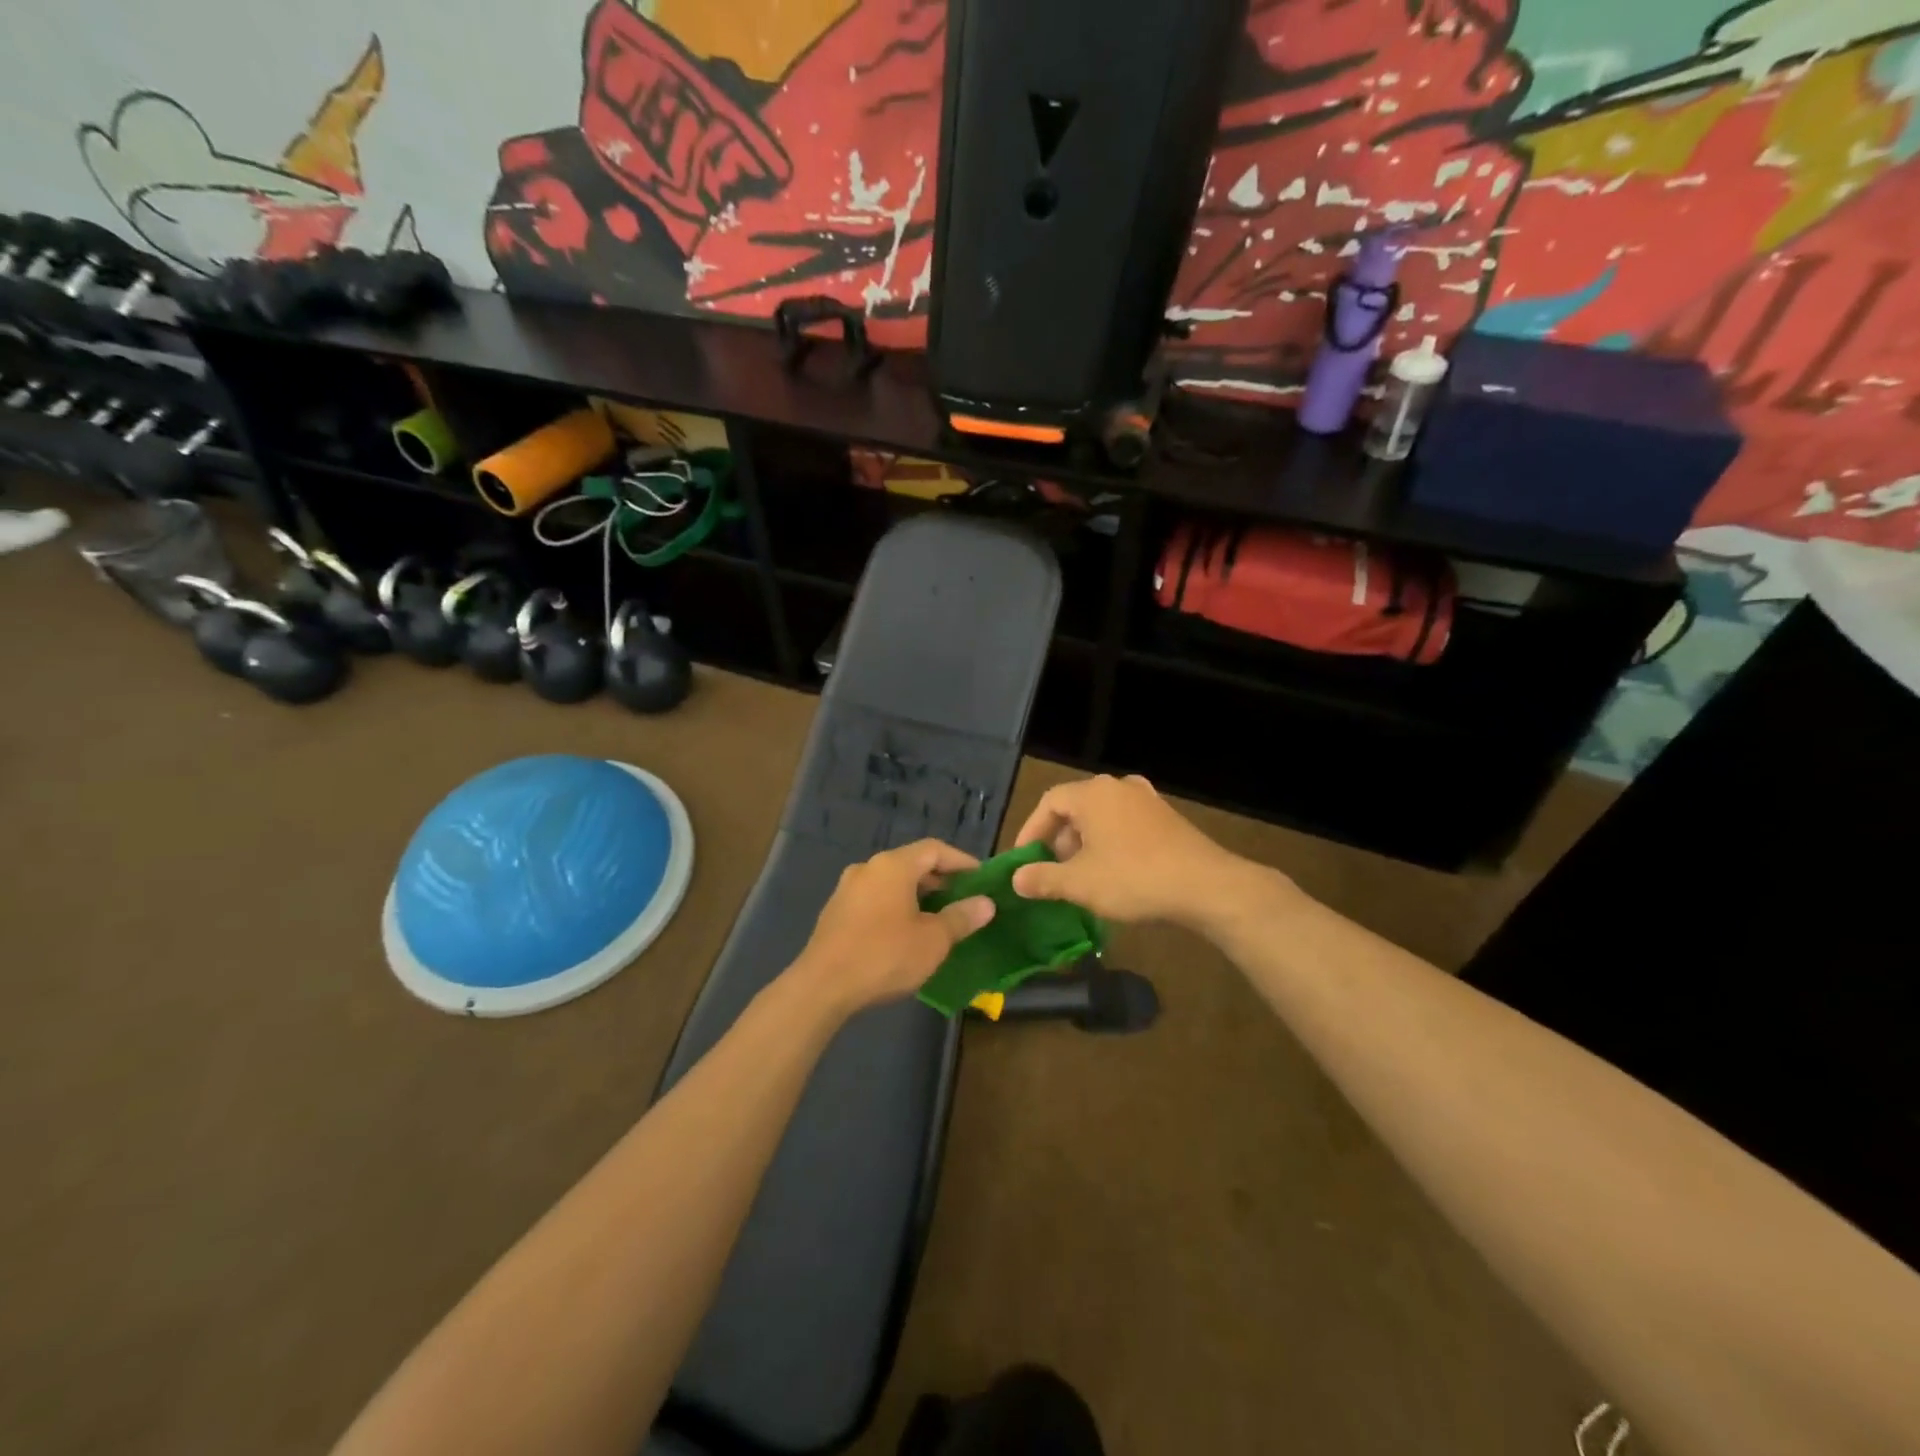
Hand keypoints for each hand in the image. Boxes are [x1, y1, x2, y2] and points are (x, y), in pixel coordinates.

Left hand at [791, 839, 994, 1013]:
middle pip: (912, 864)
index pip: (934, 849)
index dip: (961, 861)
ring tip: (938, 919)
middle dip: (940, 880)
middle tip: (963, 900)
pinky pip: (875, 899)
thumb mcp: (933, 940)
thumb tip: (986, 903)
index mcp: (893, 866)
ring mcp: (847, 889)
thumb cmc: (885, 955)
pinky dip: (896, 907)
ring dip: (917, 895)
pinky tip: (905, 933)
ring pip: (892, 883)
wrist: (822, 986)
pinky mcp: (836, 912)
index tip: (981, 879)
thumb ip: (961, 917)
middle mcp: (868, 868)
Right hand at [1011, 774, 1261, 928]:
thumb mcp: (1080, 883)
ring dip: (1085, 843)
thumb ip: (1043, 878)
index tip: (1024, 861)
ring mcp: (1147, 800)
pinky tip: (1115, 872)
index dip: (1031, 831)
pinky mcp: (1167, 818)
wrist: (1206, 886)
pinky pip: (1125, 824)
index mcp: (1093, 793)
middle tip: (1053, 871)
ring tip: (1082, 875)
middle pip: (1076, 807)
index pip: (1049, 802)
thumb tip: (1016, 879)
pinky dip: (1111, 843)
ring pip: (1102, 816)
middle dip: (1059, 840)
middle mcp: (1119, 787)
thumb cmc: (1133, 878)